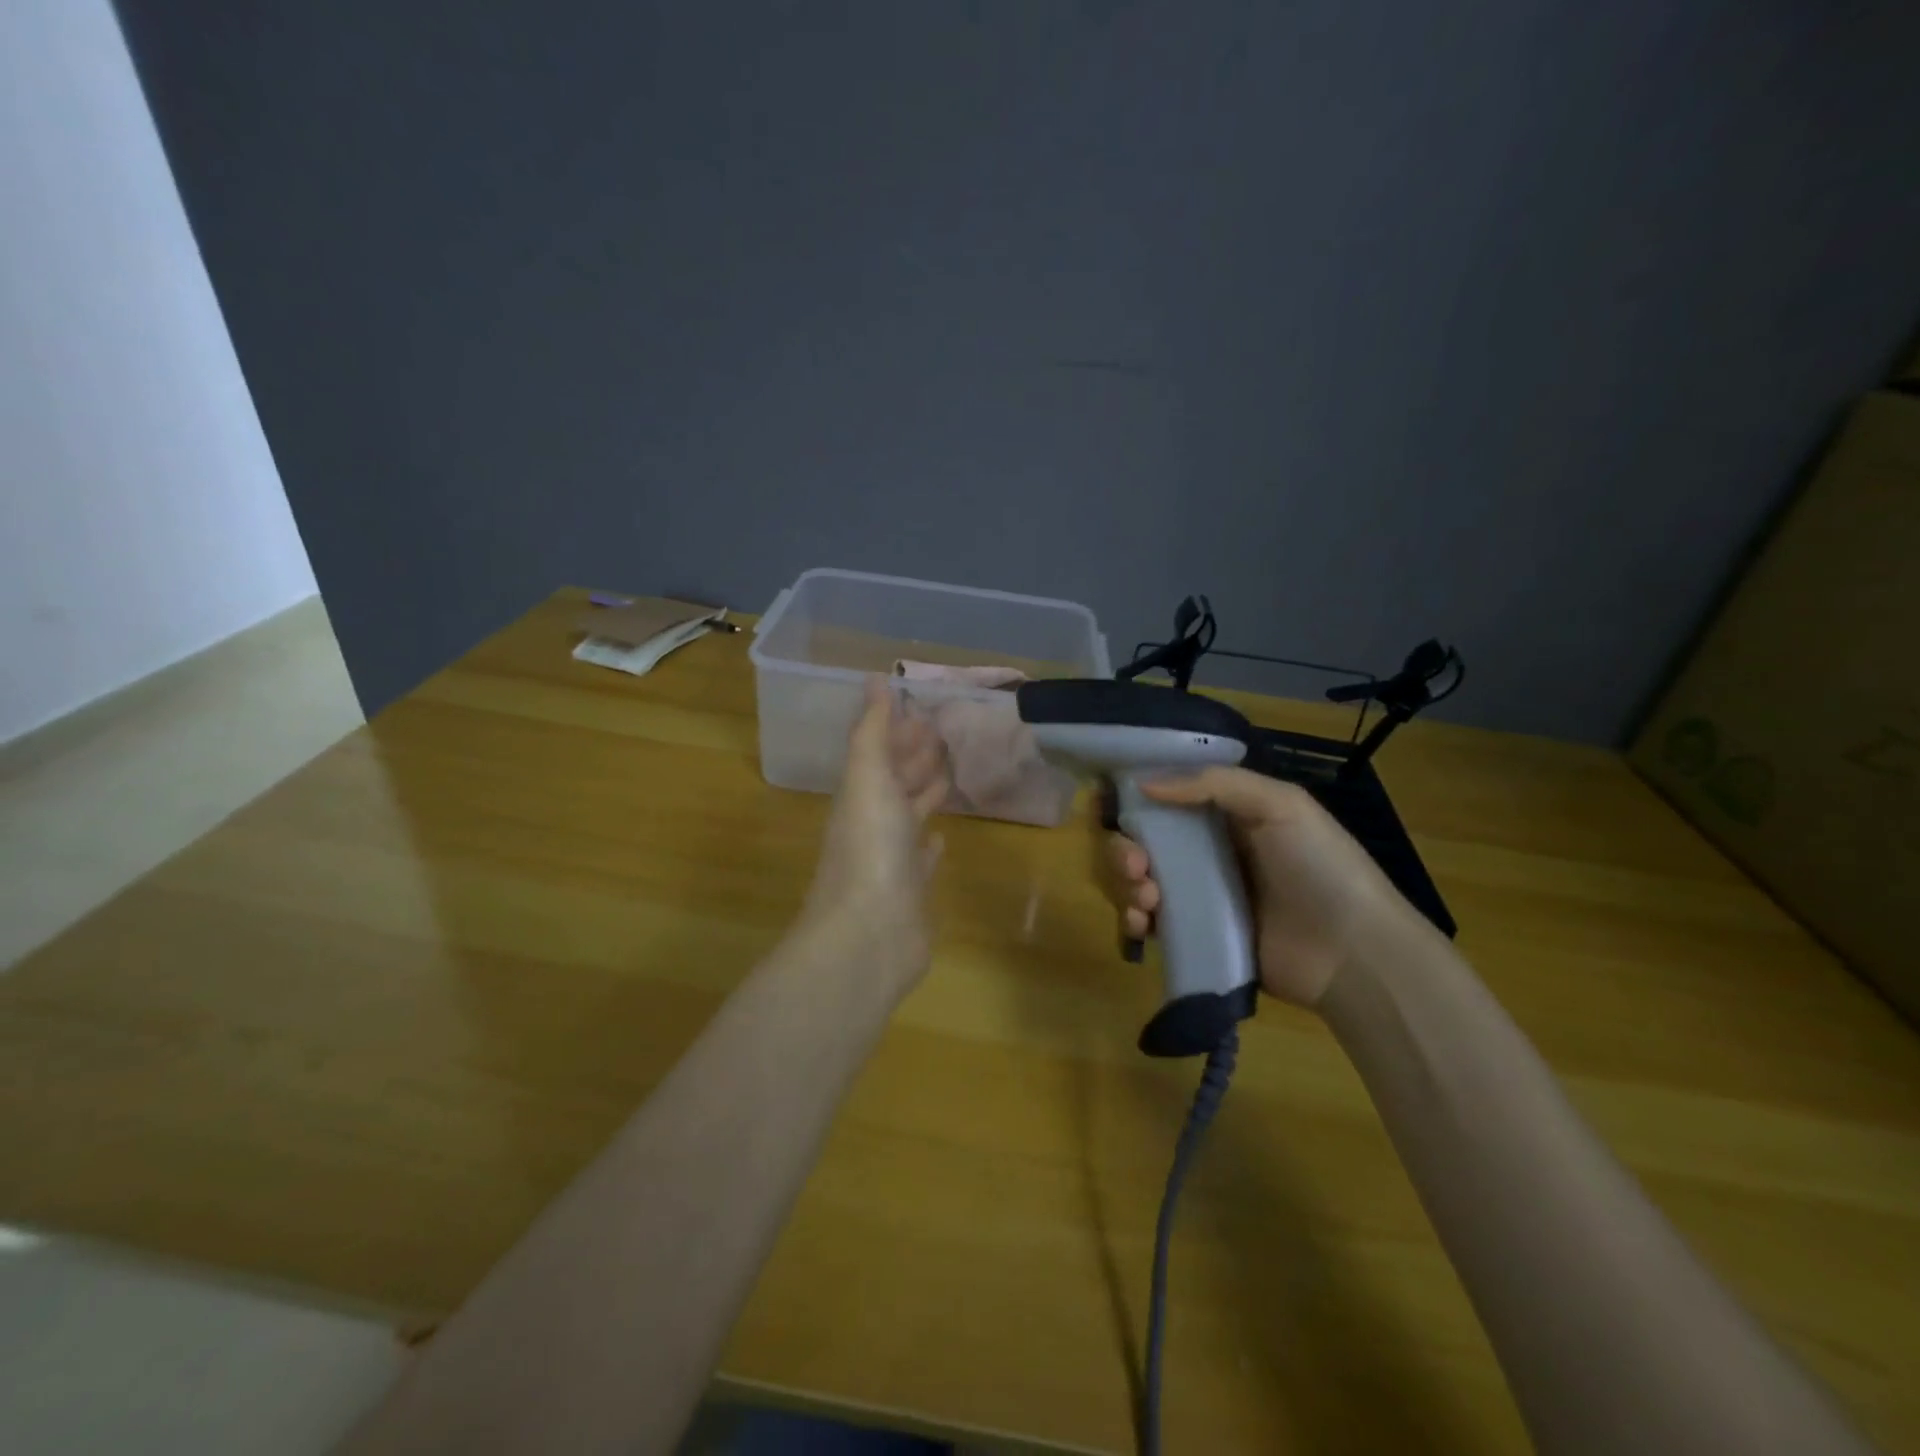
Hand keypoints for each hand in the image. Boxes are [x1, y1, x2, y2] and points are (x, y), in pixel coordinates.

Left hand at [803, 678, 950, 985]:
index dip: (899, 730)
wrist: (869, 934)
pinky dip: (931, 845)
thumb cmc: (870, 848)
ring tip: (951, 773)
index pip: (879, 752)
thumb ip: (872, 731)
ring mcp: (892, 860)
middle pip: (895, 781)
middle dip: (915, 757)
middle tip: (947, 733)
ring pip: (911, 816)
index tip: (926, 709)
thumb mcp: (867, 778)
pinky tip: (943, 839)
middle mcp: (873, 823)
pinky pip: (922, 860)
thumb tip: (874, 678)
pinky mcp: (912, 892)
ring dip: (926, 794)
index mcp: (860, 794)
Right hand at [1101, 767, 1425, 1007]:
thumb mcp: (1279, 805)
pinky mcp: (1195, 935)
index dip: (1132, 799)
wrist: (1353, 953)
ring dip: (1126, 883)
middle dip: (1124, 850)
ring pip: (1138, 880)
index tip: (1108, 804)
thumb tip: (1143, 783)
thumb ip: (1213, 784)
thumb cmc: (1319, 866)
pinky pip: (1150, 922)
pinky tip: (1141, 923)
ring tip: (1146, 897)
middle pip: (1142, 842)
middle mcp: (1204, 851)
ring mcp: (1198, 896)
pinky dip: (1133, 919)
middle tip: (1136, 865)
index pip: (1164, 798)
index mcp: (1223, 815)